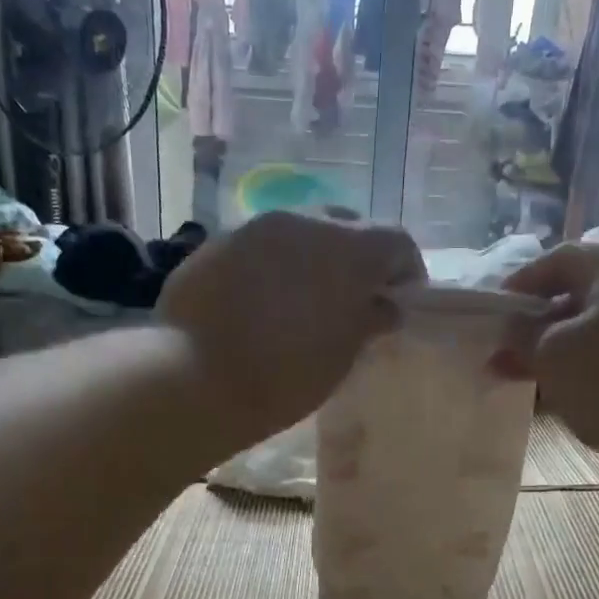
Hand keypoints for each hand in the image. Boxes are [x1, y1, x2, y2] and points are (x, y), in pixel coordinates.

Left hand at [158, 212, 424, 440]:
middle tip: (354, 300)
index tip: (400, 304)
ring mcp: (254, 227)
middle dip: (359, 259)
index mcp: (346, 248)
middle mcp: (303, 221)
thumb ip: (368, 322)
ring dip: (314, 258)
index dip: (407, 272)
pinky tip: (263, 301)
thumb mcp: (340, 356)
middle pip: (348, 227)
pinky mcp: (216, 242)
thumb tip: (384, 307)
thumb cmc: (283, 375)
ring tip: (306, 300)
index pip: (396, 242)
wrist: (192, 378)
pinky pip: (262, 246)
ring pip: (301, 231)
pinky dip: (275, 265)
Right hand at [503, 244, 598, 482]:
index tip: (499, 310)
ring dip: (566, 346)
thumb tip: (512, 327)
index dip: (524, 280)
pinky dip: (595, 364)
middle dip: (543, 320)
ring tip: (536, 376)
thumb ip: (523, 336)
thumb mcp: (553, 356)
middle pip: (585, 292)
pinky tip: (576, 393)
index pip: (562, 257)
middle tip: (513, 348)